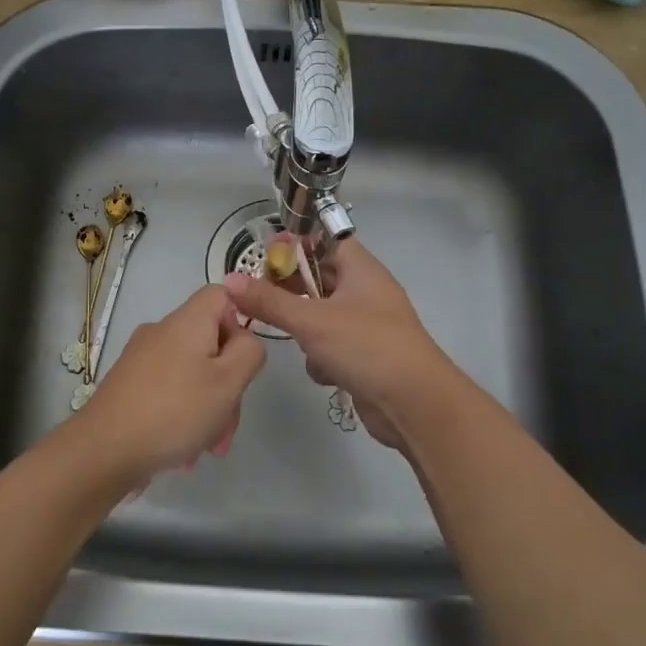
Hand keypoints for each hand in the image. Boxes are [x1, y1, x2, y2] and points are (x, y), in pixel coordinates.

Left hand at [70, 284, 266, 485]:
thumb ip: (249, 353)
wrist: (103, 450)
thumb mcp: (228, 382)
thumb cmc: (174, 411)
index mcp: (187, 321)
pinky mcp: (128, 385)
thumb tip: (244, 341)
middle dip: (227, 384)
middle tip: (228, 425)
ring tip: (208, 448)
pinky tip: (184, 452)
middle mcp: (162, 332)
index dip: (240, 322)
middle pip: (210, 342)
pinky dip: (183, 416)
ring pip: (192, 373)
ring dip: (208, 409)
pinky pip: (169, 391)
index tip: (242, 361)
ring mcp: (141, 359)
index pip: (222, 295)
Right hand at [223, 238, 455, 451]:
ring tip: (298, 342)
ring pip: (319, 316)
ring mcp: (366, 326)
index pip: (324, 240)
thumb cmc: (367, 347)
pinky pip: (330, 347)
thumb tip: (229, 280)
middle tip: (262, 301)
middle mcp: (365, 292)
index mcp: (361, 269)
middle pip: (317, 279)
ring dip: (305, 331)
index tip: (264, 260)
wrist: (416, 405)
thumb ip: (269, 301)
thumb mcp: (312, 320)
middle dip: (291, 293)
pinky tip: (325, 374)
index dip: (295, 245)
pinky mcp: (364, 357)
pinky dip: (322, 359)